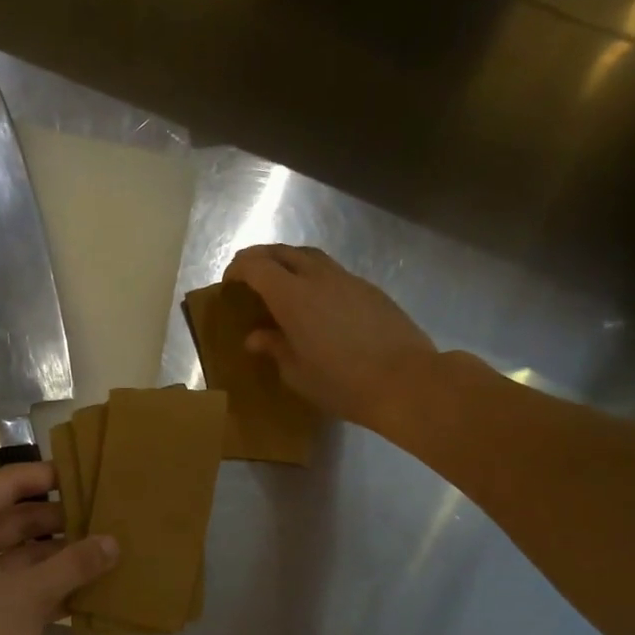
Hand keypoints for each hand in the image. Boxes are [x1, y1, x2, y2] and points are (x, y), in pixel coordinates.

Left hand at [0, 462, 117, 634]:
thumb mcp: (29, 594)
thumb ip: (74, 564)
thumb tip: (114, 542)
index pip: (8, 483)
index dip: (48, 476)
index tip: (89, 474)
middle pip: (19, 517)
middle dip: (62, 518)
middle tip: (109, 513)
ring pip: (25, 551)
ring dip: (62, 552)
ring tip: (110, 547)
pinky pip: (25, 581)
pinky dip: (55, 581)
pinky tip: (94, 584)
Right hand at [223, 244, 435, 433]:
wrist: (406, 381)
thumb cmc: (342, 383)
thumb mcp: (297, 373)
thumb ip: (274, 348)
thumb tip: (256, 337)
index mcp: (292, 296)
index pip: (256, 266)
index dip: (238, 269)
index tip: (228, 283)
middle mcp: (318, 278)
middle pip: (282, 252)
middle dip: (259, 257)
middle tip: (247, 274)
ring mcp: (347, 280)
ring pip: (310, 256)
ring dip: (288, 261)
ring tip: (279, 282)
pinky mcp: (369, 289)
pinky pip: (333, 271)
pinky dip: (313, 275)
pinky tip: (316, 300)